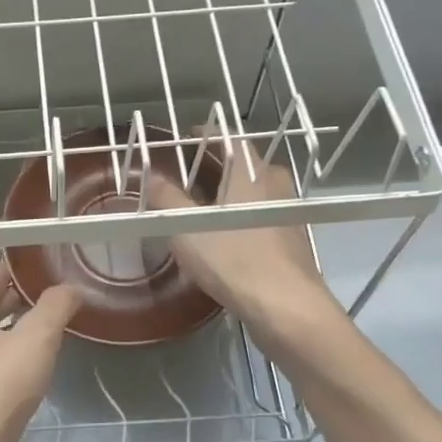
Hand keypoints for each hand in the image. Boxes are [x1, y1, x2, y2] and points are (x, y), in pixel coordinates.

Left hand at [0, 264, 80, 441]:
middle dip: (15, 299)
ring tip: (48, 326)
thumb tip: (71, 287)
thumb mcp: (35, 339)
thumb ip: (55, 307)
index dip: (11, 268)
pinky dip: (14, 360)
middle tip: (49, 291)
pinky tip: (35, 369)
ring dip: (15, 330)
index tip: (36, 261)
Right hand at [150, 140, 328, 327]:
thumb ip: (166, 198)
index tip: (185, 137)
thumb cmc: (234, 259)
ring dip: (229, 192)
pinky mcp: (292, 239)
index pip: (228, 137)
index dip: (204, 134)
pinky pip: (261, 214)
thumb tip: (150, 176)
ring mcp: (287, 211)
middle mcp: (274, 183)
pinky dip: (242, 215)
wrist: (287, 307)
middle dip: (215, 165)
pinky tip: (224, 235)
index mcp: (250, 171)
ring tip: (200, 205)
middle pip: (243, 163)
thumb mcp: (186, 228)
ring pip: (254, 190)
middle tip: (186, 174)